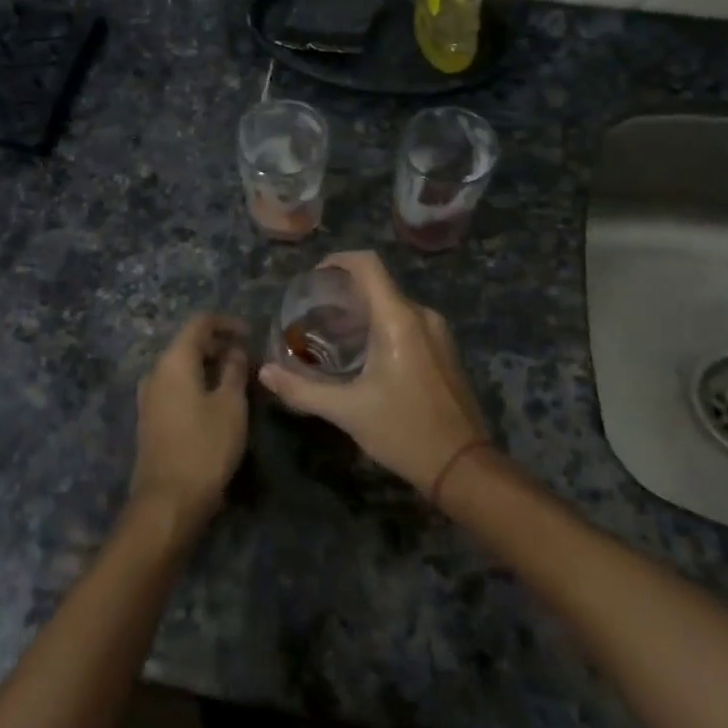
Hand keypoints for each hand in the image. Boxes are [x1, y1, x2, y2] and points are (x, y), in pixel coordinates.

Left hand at [129, 314, 250, 526]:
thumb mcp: (231, 405)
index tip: (251, 334)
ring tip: (237, 380)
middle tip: (248, 360)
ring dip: (208, 367)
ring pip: (182, 367)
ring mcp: (149, 396)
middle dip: (219, 345)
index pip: (200, 323)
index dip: (227, 323)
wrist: (168, 502)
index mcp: (174, 360)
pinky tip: (217, 402)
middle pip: (188, 343)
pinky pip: (176, 387)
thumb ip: (234, 370)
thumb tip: (234, 350)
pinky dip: (197, 384)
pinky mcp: (150, 418)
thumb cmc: (205, 447)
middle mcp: (156, 371)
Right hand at [258, 252, 487, 495]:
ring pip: (393, 305)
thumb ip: (302, 389)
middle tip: (314, 316)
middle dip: (344, 294)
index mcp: (398, 319)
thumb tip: (264, 373)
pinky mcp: (444, 350)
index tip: (314, 278)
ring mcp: (438, 332)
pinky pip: (408, 322)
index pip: (367, 264)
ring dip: (363, 313)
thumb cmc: (403, 431)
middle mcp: (421, 315)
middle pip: (378, 284)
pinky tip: (364, 356)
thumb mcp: (348, 411)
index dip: (338, 260)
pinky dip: (382, 326)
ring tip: (332, 337)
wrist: (463, 467)